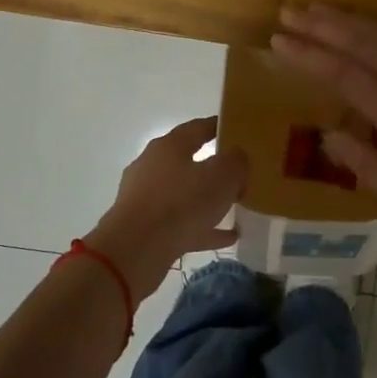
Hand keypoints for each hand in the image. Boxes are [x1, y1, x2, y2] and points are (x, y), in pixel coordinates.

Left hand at [87, 117, 248, 296]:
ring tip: (235, 206)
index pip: (197, 128)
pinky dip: (203, 227)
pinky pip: (181, 223)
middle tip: (240, 173)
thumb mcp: (222, 177)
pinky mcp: (144, 227)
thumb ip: (236, 162)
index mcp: (169, 146)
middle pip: (188, 161)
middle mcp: (153, 166)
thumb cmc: (181, 204)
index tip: (237, 130)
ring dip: (209, 199)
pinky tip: (227, 236)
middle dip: (214, 167)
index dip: (219, 127)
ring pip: (184, 194)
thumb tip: (237, 157)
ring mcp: (146, 198)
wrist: (136, 250)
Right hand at [270, 6, 376, 253]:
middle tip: (289, 12)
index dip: (310, 55)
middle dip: (323, 26)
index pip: (346, 76)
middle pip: (365, 44)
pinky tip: (369, 32)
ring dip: (351, 22)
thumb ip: (371, 168)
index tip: (279, 41)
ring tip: (318, 10)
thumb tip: (329, 136)